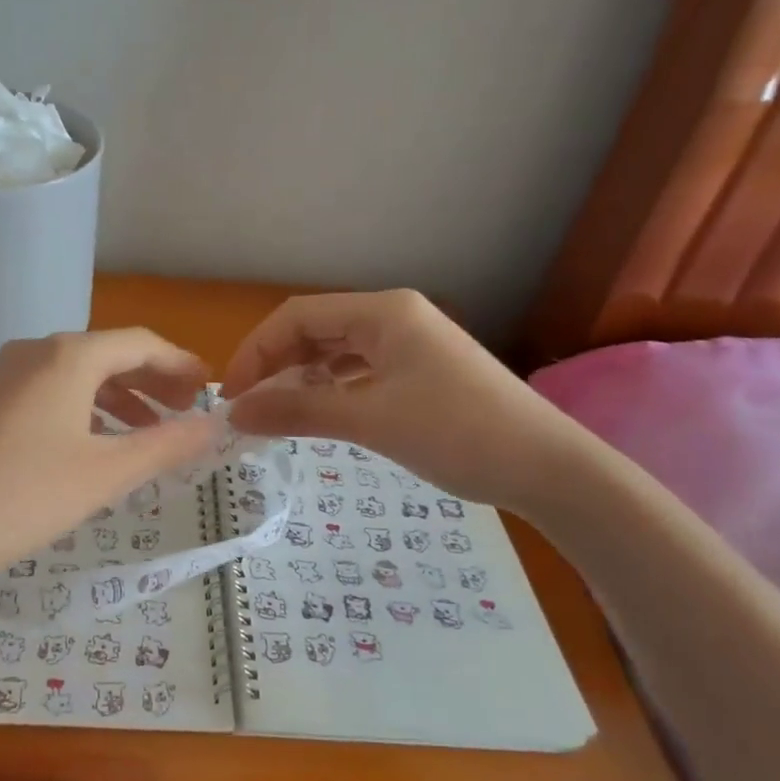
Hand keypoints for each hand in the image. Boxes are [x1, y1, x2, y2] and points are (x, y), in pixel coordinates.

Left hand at [0, 329, 219, 584]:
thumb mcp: (105, 473)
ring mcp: (0, 376)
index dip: (180, 365)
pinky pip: (45, 395)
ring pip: (74, 377)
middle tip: (183, 414)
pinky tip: (88, 447)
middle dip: (151, 383)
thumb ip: (167, 445)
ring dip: (116, 400)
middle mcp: (33, 352)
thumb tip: (216, 425)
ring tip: (145, 435)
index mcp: (68, 355)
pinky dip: (80, 411)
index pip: (140, 344)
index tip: (208, 390)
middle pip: (107, 355)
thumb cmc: (23, 497)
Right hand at [220, 290, 587, 514]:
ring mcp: (411, 344)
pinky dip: (331, 388)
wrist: (547, 468)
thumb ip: (298, 411)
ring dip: (301, 378)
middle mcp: (394, 317)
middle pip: (315, 330)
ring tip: (276, 413)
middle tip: (248, 409)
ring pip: (337, 351)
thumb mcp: (369, 420)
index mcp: (383, 312)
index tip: (232, 397)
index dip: (256, 351)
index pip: (297, 316)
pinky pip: (360, 370)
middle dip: (276, 365)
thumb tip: (235, 414)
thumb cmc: (457, 433)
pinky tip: (319, 412)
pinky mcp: (421, 371)